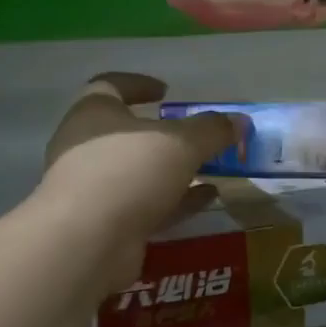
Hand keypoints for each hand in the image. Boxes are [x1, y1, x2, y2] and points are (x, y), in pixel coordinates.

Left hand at [39, 73, 239, 249]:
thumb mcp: (180, 143)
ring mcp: (92, 188)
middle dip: (163, 134)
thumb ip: (212, 130)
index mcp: (93, 113)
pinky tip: (207, 199)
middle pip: (126, 133)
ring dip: (172, 170)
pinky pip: (144, 204)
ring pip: (138, 172)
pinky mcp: (104, 223)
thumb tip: (240, 121)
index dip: (139, 84)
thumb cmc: (128, 172)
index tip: (166, 92)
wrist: (87, 242)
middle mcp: (85, 147)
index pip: (110, 85)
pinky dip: (175, 200)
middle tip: (194, 136)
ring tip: (211, 169)